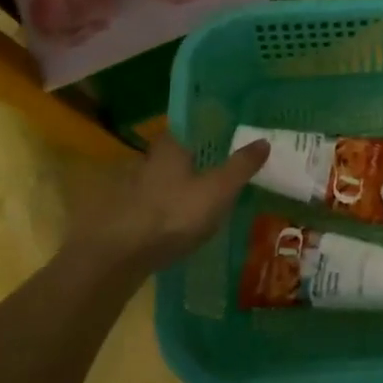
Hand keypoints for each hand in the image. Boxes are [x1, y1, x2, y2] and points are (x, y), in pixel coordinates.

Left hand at [76, 134, 268, 273]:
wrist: (119, 256)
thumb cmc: (173, 214)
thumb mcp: (217, 190)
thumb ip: (240, 166)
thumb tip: (263, 140)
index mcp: (170, 148)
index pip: (189, 126)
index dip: (208, 128)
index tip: (227, 132)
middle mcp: (149, 161)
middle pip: (178, 153)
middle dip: (197, 158)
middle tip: (223, 164)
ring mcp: (134, 189)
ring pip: (166, 180)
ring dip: (183, 185)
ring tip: (209, 194)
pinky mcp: (128, 216)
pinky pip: (157, 204)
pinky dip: (172, 207)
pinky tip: (185, 220)